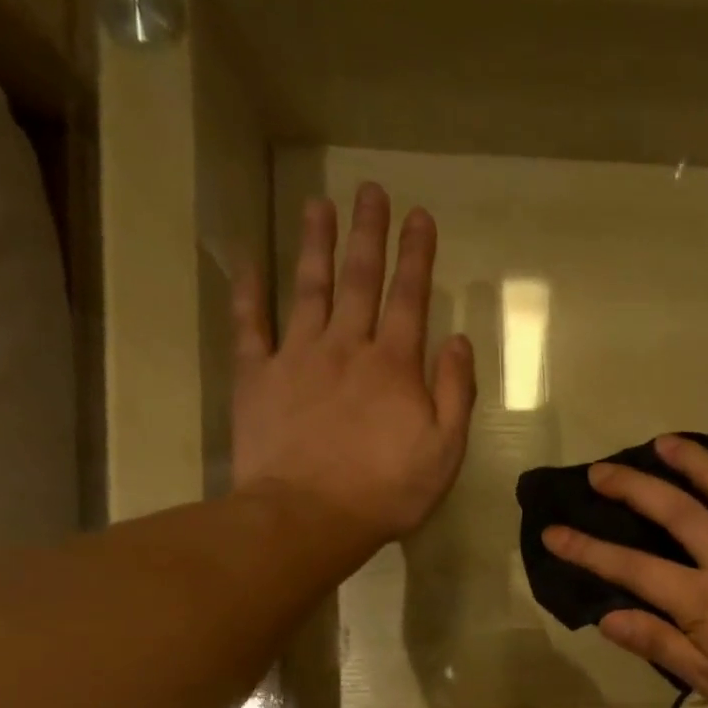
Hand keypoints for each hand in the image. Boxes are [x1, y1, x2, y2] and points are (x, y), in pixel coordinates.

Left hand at [231, 183, 475, 547]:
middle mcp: (346, 346)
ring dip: (315, 244)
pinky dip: (248, 289)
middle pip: (359, 280)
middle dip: (368, 234)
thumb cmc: (386, 491)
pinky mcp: (257, 376)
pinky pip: (250, 323)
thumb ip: (456, 394)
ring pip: (308, 288)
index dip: (415, 255)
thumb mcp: (444, 451)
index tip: (419, 216)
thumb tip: (459, 340)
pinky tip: (249, 258)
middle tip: (370, 190)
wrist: (308, 517)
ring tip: (318, 204)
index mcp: (394, 366)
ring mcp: (297, 356)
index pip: (410, 298)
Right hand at [543, 435, 707, 707]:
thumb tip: (608, 617)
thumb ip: (659, 643)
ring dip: (696, 461)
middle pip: (676, 511)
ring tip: (666, 443)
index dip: (589, 550)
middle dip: (632, 487)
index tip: (555, 532)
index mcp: (704, 599)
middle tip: (601, 471)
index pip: (633, 568)